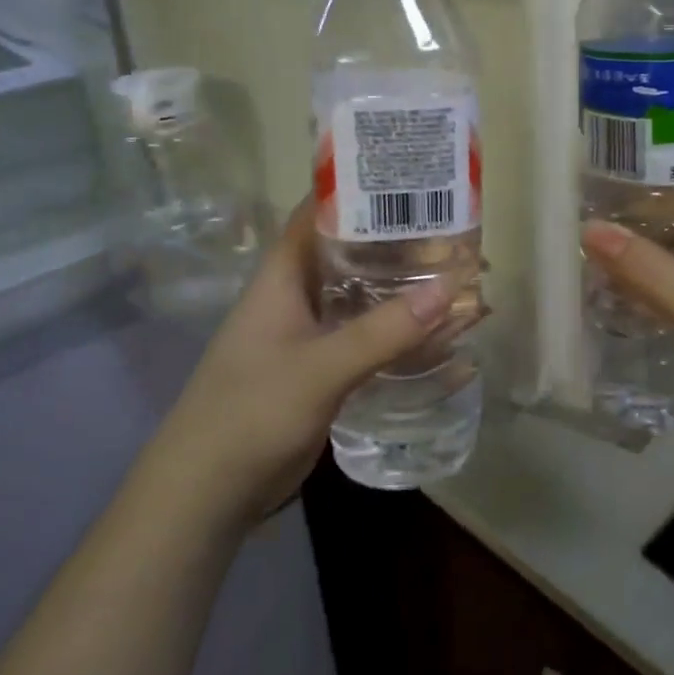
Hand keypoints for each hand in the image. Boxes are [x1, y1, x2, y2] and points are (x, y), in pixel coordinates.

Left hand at [161, 199, 468, 525]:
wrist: (209, 495)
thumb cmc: (250, 414)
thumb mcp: (320, 369)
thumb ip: (383, 332)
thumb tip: (450, 288)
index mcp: (284, 277)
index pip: (320, 214)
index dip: (360, 191)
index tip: (412, 178)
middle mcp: (299, 298)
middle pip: (355, 257)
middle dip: (402, 247)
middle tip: (459, 236)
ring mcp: (312, 337)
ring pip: (367, 302)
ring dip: (409, 295)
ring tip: (464, 284)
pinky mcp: (325, 372)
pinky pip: (371, 342)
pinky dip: (404, 337)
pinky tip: (444, 339)